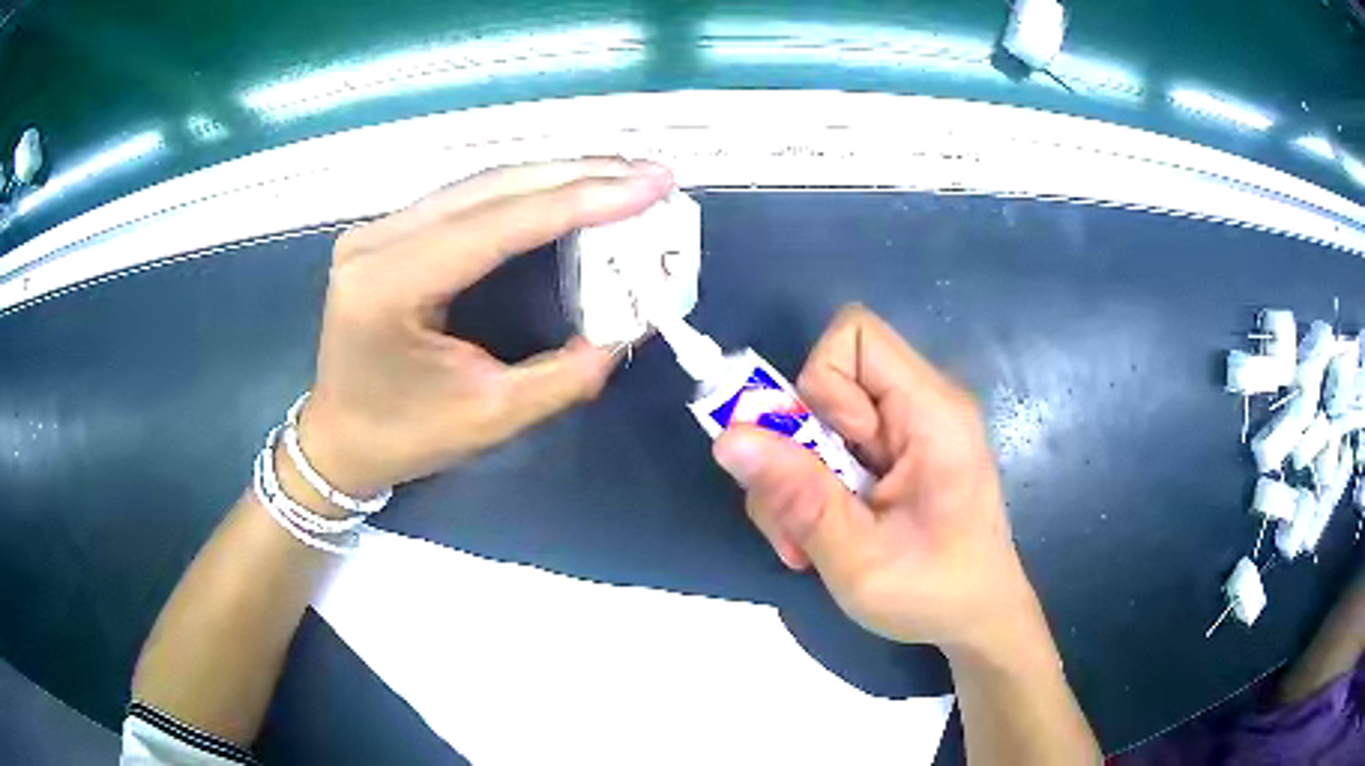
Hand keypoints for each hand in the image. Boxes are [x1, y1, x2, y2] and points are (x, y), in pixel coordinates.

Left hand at [296, 158, 674, 496]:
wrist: (338, 439)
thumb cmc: (404, 437)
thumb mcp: (490, 417)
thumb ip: (565, 374)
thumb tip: (628, 329)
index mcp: (389, 286)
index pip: (496, 224)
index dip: (580, 199)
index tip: (650, 185)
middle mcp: (377, 241)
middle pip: (490, 188)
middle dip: (578, 175)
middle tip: (650, 174)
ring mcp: (378, 229)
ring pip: (481, 184)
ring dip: (556, 177)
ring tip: (623, 177)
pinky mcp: (389, 232)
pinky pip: (467, 199)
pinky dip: (526, 193)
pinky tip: (568, 190)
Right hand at [714, 305, 1041, 654]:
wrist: (978, 621)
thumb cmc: (936, 595)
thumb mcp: (860, 560)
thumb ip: (798, 498)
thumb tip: (728, 438)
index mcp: (931, 412)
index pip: (856, 336)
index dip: (823, 387)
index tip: (829, 455)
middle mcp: (920, 406)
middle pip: (827, 381)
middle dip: (793, 447)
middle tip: (796, 516)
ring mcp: (906, 432)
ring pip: (818, 421)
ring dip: (795, 479)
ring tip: (806, 542)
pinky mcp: (894, 457)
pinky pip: (831, 449)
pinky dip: (811, 490)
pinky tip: (822, 537)